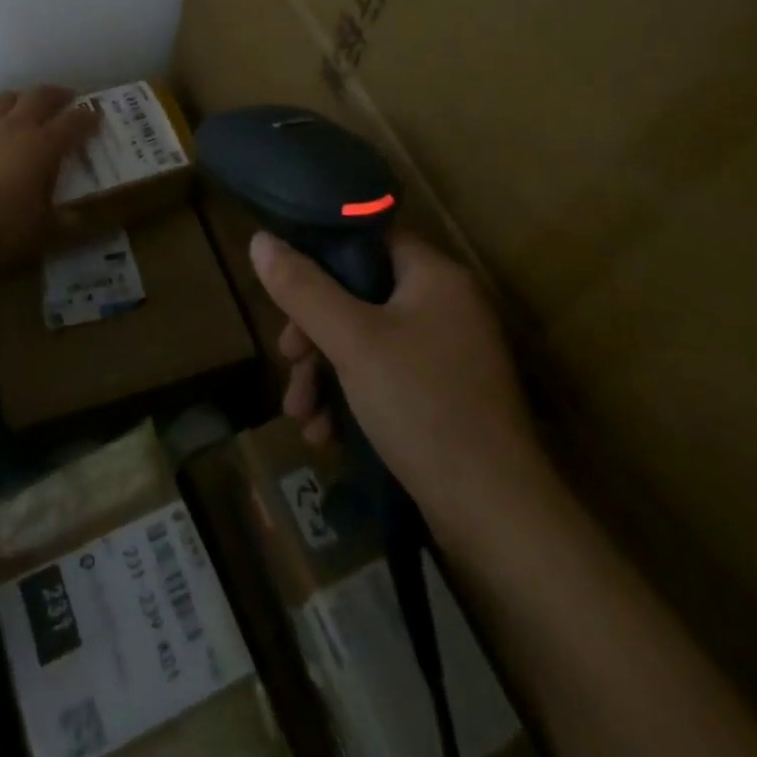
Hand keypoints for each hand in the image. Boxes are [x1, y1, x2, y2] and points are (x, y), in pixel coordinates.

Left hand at [0, 86, 97, 269]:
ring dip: (21, 97)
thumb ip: (63, 221)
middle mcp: (16, 128)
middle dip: (57, 95)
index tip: (97, 116)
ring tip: (26, 104)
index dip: (87, 118)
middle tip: (68, 98)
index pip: (72, 122)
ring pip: (5, 98)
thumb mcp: (44, 231)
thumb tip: (78, 218)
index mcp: (43, 145)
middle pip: (39, 97)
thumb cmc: (3, 228)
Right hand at [251, 227, 545, 528]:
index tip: (285, 287)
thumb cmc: (422, 407)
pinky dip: (350, 398)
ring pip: (364, 342)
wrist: (496, 518)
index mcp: (434, 276)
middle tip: (288, 359)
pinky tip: (325, 435)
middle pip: (358, 295)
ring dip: (323, 373)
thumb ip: (303, 288)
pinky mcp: (441, 397)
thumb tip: (260, 239)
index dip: (320, 255)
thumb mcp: (352, 341)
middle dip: (313, 331)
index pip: (368, 238)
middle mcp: (444, 306)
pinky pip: (382, 377)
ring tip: (299, 414)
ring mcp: (445, 354)